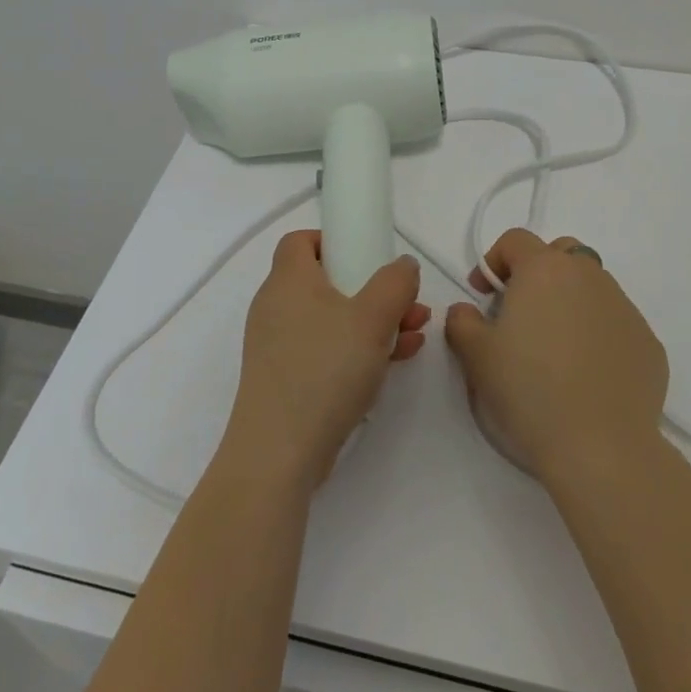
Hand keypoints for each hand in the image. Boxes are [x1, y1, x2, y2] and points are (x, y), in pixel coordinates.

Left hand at [220, 230, 430, 492]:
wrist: (279, 452)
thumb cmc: (324, 370)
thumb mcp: (372, 319)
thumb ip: (394, 284)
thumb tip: (403, 264)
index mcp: (288, 279)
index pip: (301, 240)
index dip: (334, 239)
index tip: (367, 255)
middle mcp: (277, 305)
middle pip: (325, 280)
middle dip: (371, 288)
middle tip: (406, 303)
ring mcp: (278, 344)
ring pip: (331, 317)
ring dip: (372, 320)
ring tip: (414, 333)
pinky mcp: (285, 377)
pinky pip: (325, 348)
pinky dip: (356, 348)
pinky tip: (393, 360)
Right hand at [445, 228, 668, 485]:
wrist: (601, 447)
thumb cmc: (529, 390)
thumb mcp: (476, 355)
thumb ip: (462, 321)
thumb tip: (467, 311)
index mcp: (545, 269)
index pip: (516, 240)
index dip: (494, 261)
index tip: (483, 295)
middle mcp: (589, 277)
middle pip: (562, 253)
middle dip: (539, 271)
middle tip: (521, 310)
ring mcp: (625, 308)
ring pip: (592, 287)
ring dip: (570, 301)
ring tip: (554, 346)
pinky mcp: (648, 342)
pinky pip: (615, 323)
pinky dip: (598, 333)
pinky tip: (586, 373)